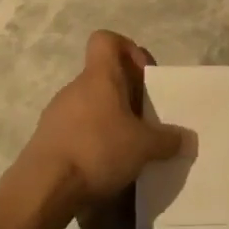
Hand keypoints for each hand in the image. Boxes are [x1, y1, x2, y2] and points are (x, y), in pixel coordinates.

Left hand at [24, 31, 185, 210]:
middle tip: (145, 120)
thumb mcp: (143, 147)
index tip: (143, 76)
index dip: (127, 49)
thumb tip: (187, 139)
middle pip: (103, 76)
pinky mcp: (46, 139)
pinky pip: (76, 128)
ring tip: (127, 148)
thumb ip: (168, 140)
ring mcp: (57, 113)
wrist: (42, 189)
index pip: (106, 40)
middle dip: (126, 94)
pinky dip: (91, 140)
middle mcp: (76, 87)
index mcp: (100, 76)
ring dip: (109, 119)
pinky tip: (103, 166)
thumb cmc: (97, 150)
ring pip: (90, 104)